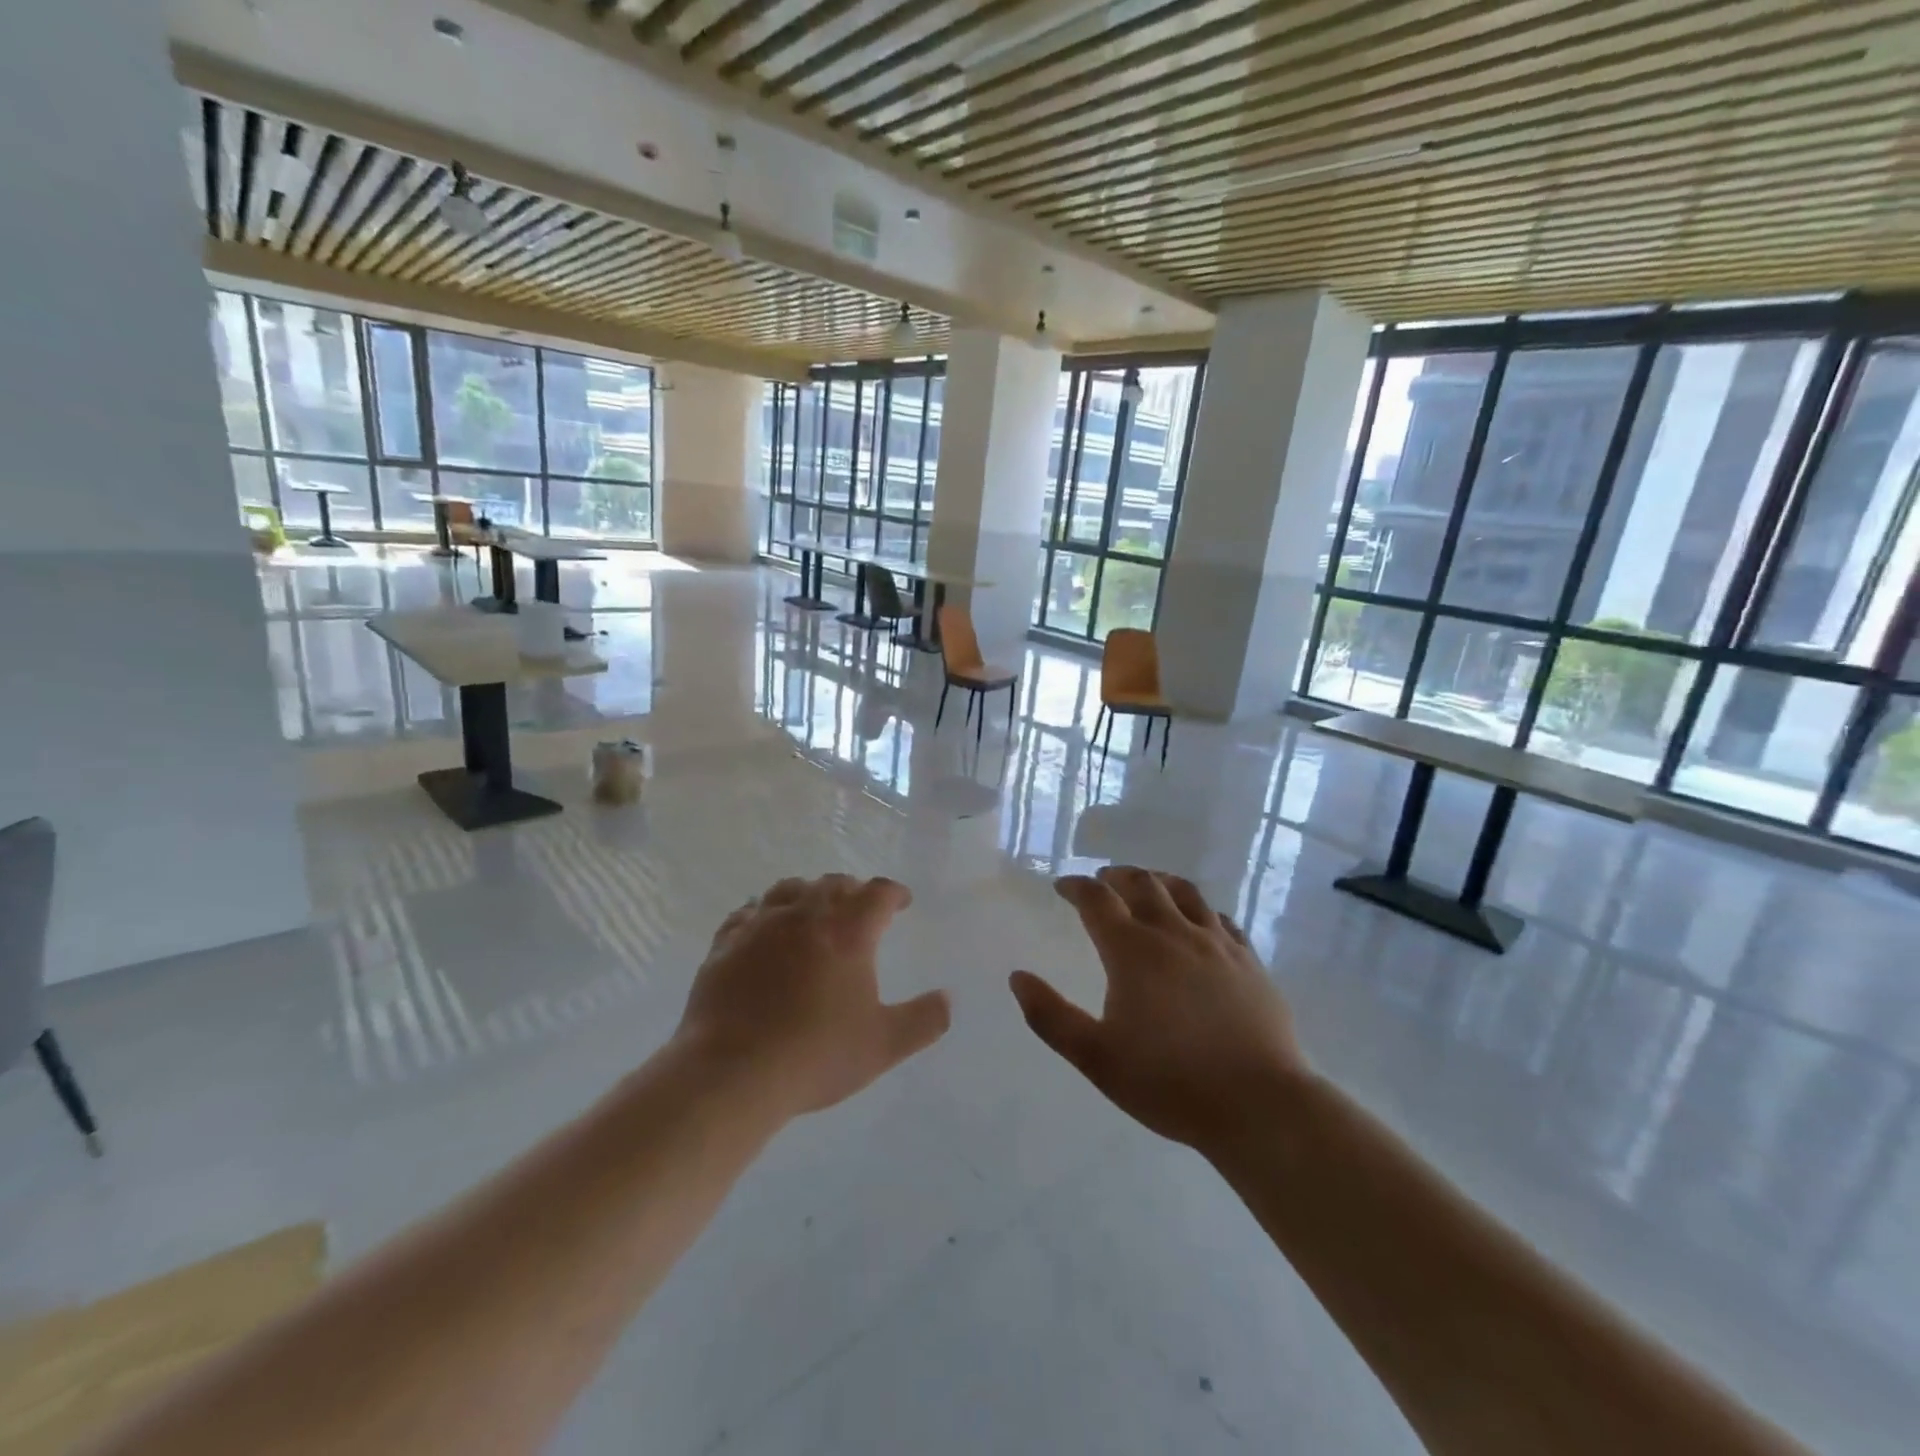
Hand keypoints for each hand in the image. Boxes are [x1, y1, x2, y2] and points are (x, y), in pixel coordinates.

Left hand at [675, 874, 949, 1118]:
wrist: (733, 1072)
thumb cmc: (816, 1054)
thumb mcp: (883, 1045)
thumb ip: (923, 1020)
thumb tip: (947, 999)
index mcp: (848, 931)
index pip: (878, 893)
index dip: (894, 893)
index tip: (901, 902)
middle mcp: (805, 915)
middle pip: (833, 884)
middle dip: (852, 890)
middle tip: (860, 907)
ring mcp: (761, 925)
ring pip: (789, 889)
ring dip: (808, 894)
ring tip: (813, 911)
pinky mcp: (726, 943)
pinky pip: (748, 913)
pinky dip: (764, 913)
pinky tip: (763, 928)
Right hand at [1010, 867, 1307, 1149]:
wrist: (1260, 1105)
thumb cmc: (1169, 1083)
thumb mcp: (1096, 1058)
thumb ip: (1051, 1017)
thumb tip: (1018, 977)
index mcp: (1132, 951)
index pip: (1097, 900)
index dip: (1076, 887)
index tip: (1063, 886)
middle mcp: (1174, 934)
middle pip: (1143, 883)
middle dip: (1117, 876)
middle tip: (1103, 880)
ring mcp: (1217, 944)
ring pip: (1185, 892)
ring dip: (1159, 881)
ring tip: (1148, 885)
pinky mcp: (1249, 961)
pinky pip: (1221, 919)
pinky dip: (1200, 910)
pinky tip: (1199, 922)